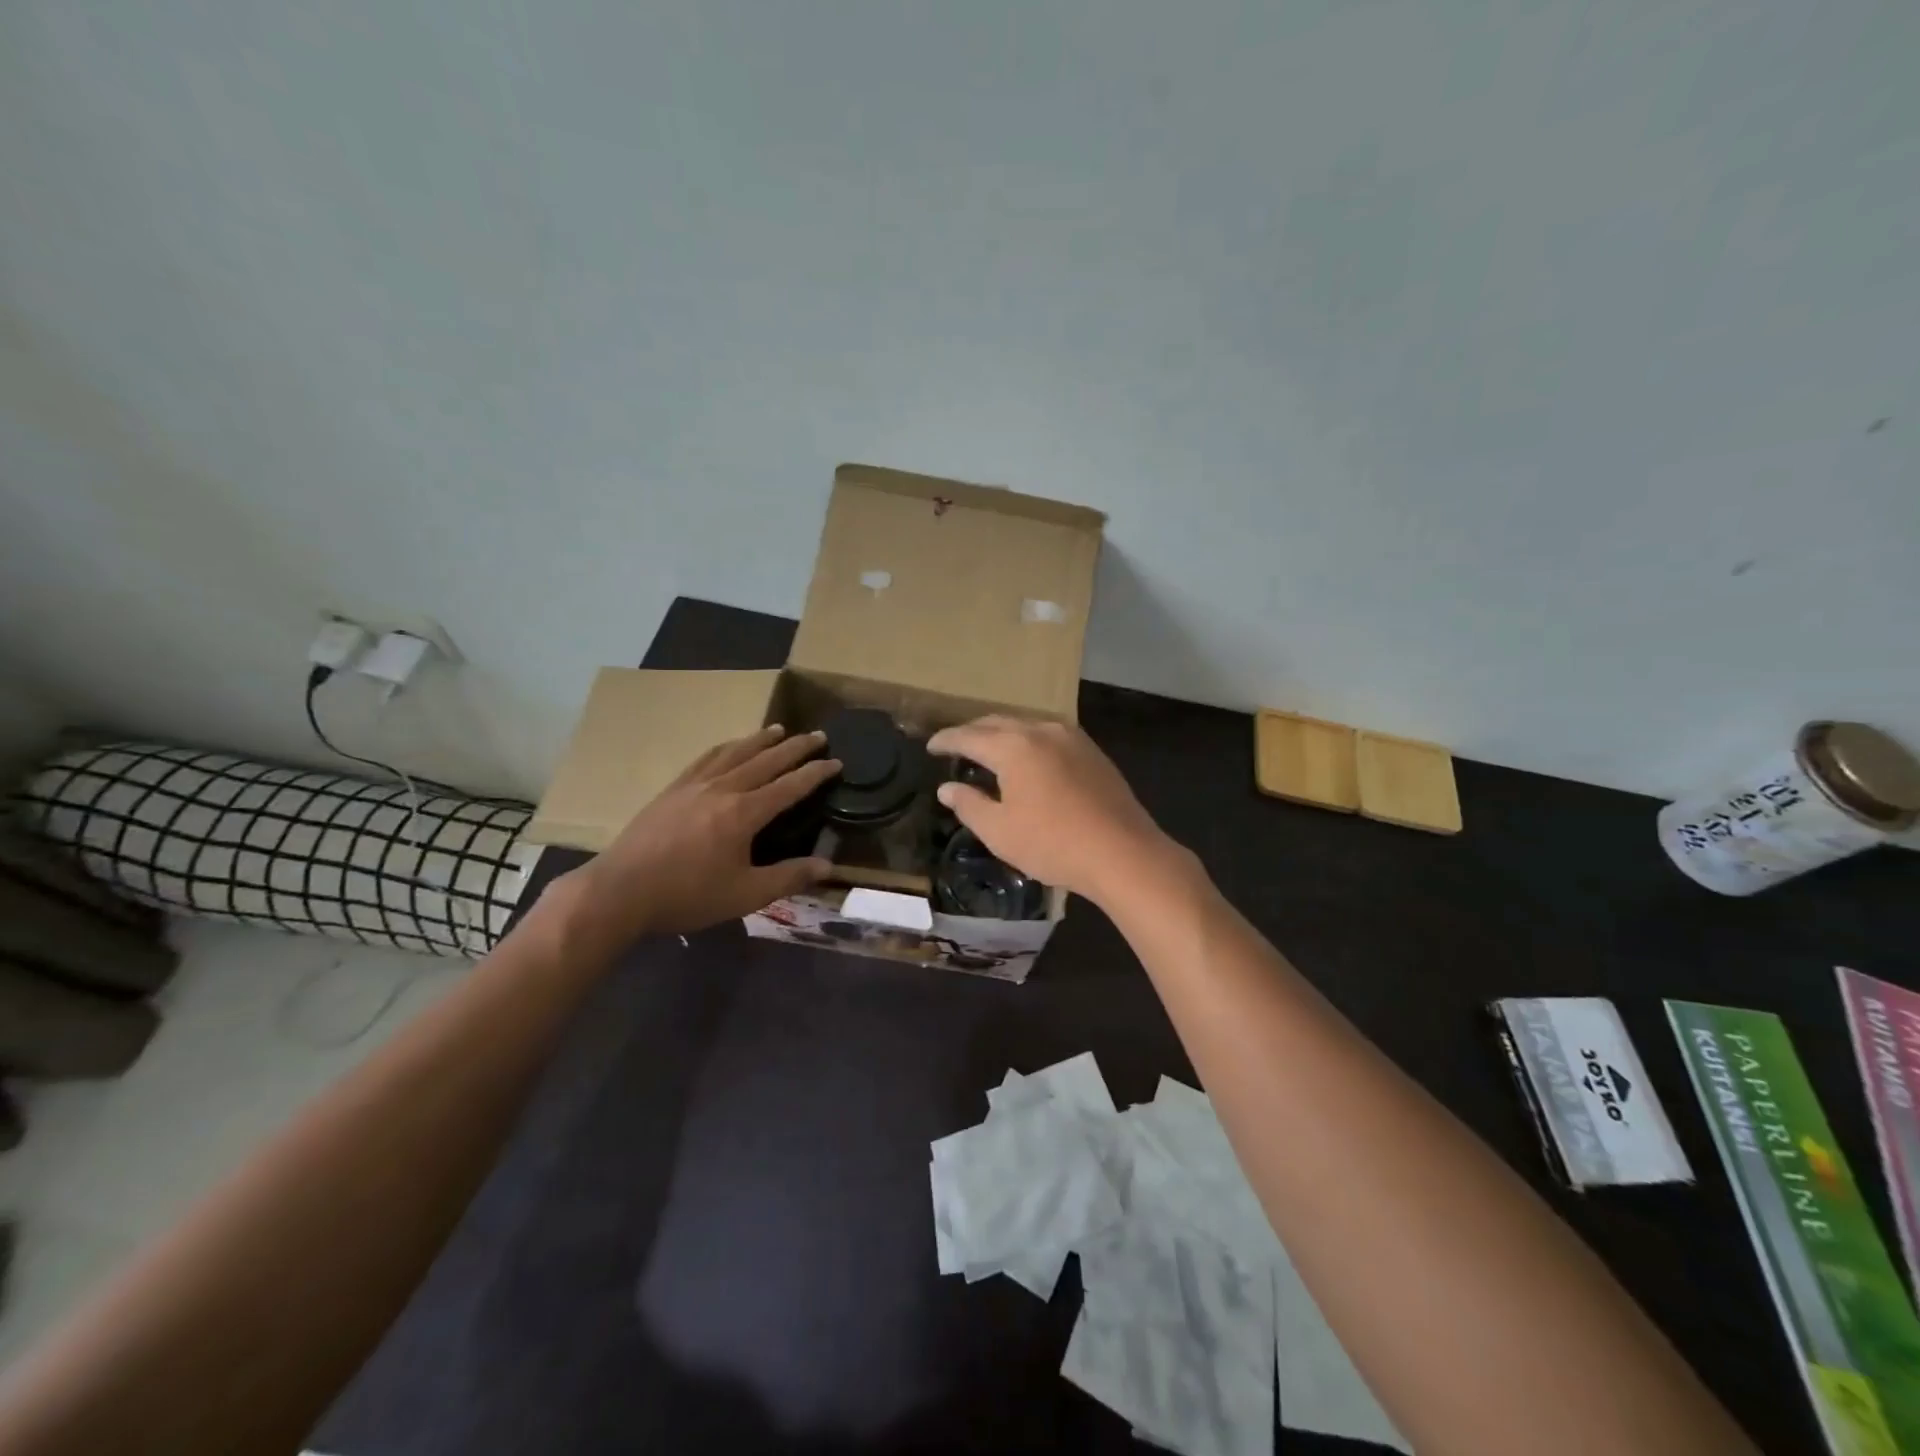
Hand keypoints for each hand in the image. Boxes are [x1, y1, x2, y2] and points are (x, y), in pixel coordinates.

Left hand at [548, 725, 840, 954]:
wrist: (620, 891)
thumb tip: (828, 866)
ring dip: (760, 740)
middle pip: (766, 760)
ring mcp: (694, 785)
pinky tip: (729, 746)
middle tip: (818, 735)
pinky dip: (726, 747)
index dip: (815, 773)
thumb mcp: (745, 894)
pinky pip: (705, 758)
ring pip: (735, 752)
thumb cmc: (687, 895)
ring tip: (779, 730)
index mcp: (744, 813)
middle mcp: (723, 789)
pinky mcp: (672, 790)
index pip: (789, 786)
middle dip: (795, 747)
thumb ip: (788, 877)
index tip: (837, 762)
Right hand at [925, 716, 1186, 907]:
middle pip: (997, 722)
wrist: (1122, 852)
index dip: (946, 740)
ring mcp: (1071, 737)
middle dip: (973, 732)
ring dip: (1002, 733)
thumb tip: (947, 788)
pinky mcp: (1092, 751)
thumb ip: (969, 805)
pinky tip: (1027, 760)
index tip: (930, 746)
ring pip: (1026, 725)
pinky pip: (1048, 735)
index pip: (969, 736)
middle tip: (955, 746)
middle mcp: (1041, 730)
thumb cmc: (1053, 844)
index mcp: (1013, 746)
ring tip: (989, 750)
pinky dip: (1028, 741)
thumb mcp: (999, 831)